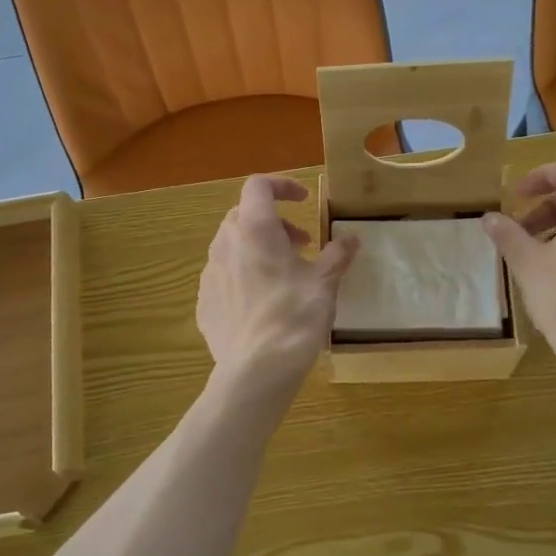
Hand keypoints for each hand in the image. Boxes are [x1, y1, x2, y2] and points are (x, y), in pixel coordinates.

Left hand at [198, 176, 359, 394]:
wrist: (256, 370)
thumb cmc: (294, 316)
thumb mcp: (325, 283)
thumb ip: (337, 255)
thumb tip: (351, 239)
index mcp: (255, 229)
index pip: (259, 186)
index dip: (282, 185)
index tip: (304, 201)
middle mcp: (226, 244)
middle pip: (245, 215)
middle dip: (274, 223)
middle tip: (301, 245)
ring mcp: (209, 274)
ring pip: (232, 246)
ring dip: (258, 249)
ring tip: (284, 276)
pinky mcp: (204, 303)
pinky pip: (224, 277)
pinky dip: (244, 276)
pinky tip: (264, 303)